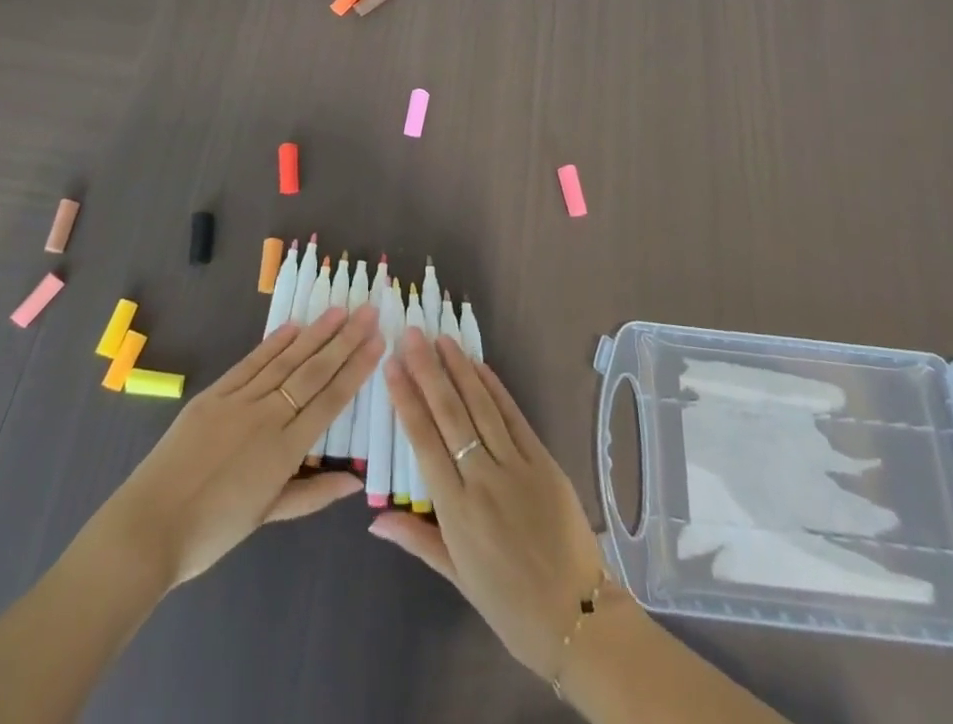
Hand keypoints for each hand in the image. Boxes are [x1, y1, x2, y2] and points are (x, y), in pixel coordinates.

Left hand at [98, 303, 383, 590]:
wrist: (148, 526)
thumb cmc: (211, 532)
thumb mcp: (266, 517)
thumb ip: (312, 494)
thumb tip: (356, 481)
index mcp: (285, 451)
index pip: (330, 400)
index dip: (357, 369)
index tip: (378, 342)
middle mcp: (267, 417)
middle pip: (314, 372)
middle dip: (345, 341)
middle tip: (369, 312)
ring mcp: (239, 401)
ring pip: (286, 360)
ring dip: (315, 333)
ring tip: (339, 310)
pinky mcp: (214, 394)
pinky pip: (250, 363)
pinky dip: (273, 343)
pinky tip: (292, 327)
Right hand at [371, 329, 605, 680]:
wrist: (578, 617)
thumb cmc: (510, 604)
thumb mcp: (457, 577)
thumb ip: (417, 538)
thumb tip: (374, 517)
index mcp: (456, 511)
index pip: (423, 442)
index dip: (406, 400)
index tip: (391, 366)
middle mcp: (483, 480)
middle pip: (450, 414)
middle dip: (428, 371)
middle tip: (411, 334)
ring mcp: (516, 467)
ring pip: (481, 407)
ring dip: (459, 369)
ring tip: (441, 339)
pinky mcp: (544, 461)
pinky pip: (514, 417)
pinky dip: (495, 388)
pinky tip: (479, 366)